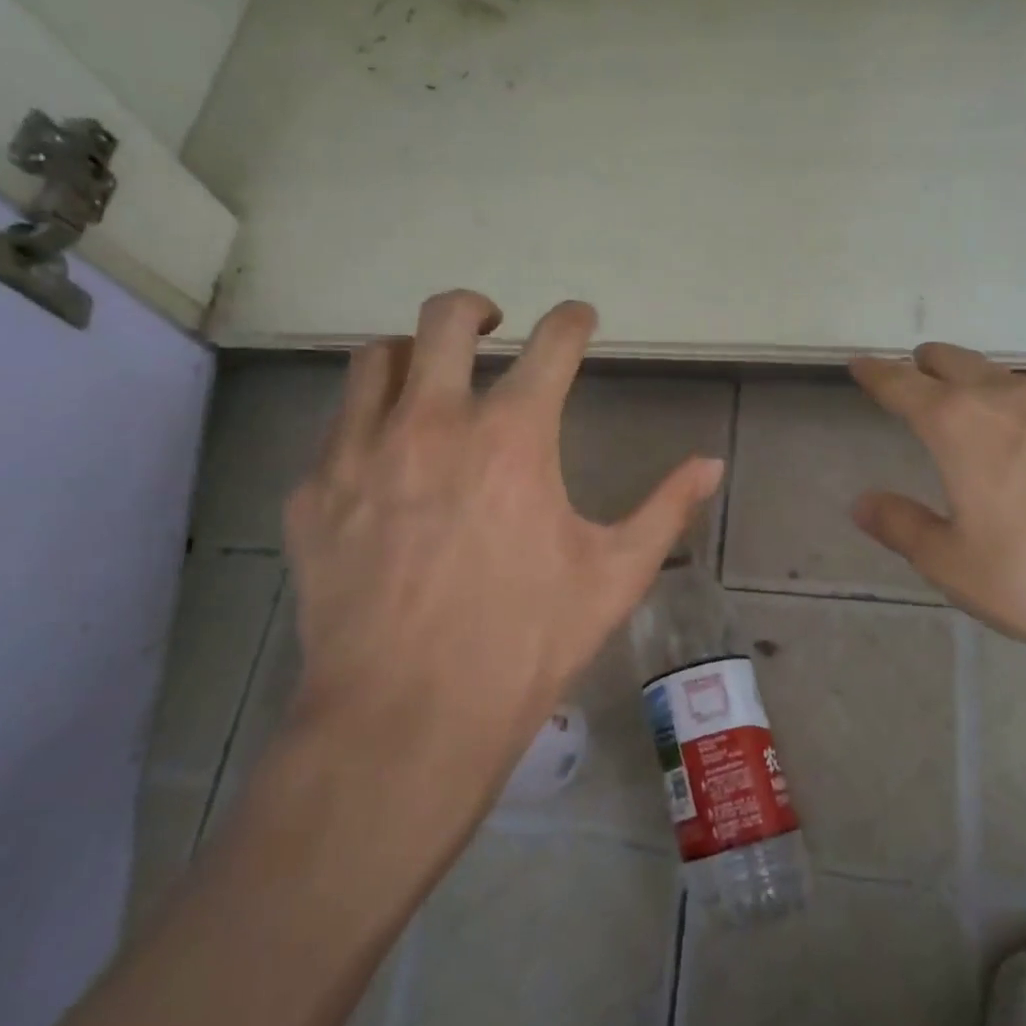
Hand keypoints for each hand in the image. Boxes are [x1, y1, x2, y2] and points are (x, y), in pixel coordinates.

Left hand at [283, 291, 724, 785]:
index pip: (552, 344)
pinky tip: (382, 461)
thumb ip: (666, 509)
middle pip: (446, 319)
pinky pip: (336, 428)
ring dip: (410, 354)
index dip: (572, 321)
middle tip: (491, 324)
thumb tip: (712, 465)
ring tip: (428, 378)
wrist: (406, 718)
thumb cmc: (526, 643)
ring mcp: (361, 453)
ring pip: (375, 359)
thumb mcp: (614, 576)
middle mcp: (432, 422)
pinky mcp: (314, 494)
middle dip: (476, 307)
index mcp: (513, 435)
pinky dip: (366, 422)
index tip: (579, 319)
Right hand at [849, 344, 1025, 728]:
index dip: (877, 375)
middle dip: (930, 364)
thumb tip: (863, 503)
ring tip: (969, 398)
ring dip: (980, 382)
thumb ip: (902, 525)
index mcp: (962, 426)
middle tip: (914, 369)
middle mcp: (1014, 402)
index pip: (904, 386)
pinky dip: (1024, 406)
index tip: (859, 366)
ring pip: (1010, 380)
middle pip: (961, 365)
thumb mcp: (953, 564)